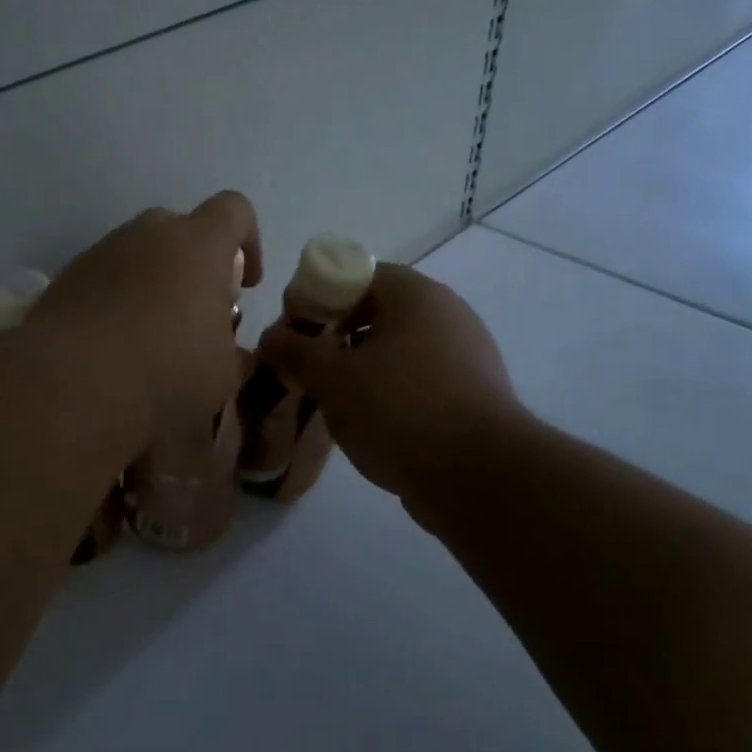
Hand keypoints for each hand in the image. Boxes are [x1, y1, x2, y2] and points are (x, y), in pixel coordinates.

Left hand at [32, 191, 261, 436]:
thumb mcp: (221, 374)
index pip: (234, 210)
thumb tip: (233, 352)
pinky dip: (117, 297)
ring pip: (139, 252)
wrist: (69, 385)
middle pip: (182, 229)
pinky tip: (113, 341)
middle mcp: (148, 234)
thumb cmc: (165, 371)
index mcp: (198, 244)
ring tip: (151, 333)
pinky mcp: (67, 275)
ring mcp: (102, 251)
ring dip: (153, 281)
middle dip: (195, 264)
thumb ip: (233, 353)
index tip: (246, 285)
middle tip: (196, 312)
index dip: (248, 241)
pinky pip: (105, 275)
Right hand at [256, 263, 528, 515]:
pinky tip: (375, 422)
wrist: (481, 476)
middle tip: (310, 368)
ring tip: (337, 401)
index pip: (354, 275)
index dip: (316, 298)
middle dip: (336, 336)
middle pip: (376, 310)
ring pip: (398, 347)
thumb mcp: (332, 379)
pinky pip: (420, 377)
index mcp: (414, 294)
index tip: (294, 332)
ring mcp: (467, 352)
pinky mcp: (475, 391)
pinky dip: (392, 390)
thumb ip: (294, 351)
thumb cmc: (399, 410)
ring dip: (362, 366)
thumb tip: (270, 336)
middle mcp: (446, 312)